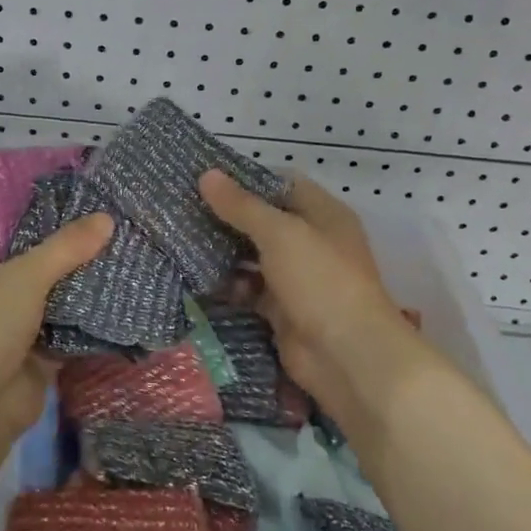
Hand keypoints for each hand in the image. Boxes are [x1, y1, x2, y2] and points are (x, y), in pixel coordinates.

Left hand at [0, 213, 113, 454]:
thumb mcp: (26, 276)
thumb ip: (66, 248)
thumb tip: (107, 218)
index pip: (12, 237)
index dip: (42, 225)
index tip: (83, 212)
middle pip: (40, 270)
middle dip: (74, 259)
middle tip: (118, 237)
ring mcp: (17, 331)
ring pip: (57, 304)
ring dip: (85, 293)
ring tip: (129, 266)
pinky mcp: (38, 361)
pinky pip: (69, 337)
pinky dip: (90, 328)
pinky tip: (123, 309)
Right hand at [198, 170, 425, 427]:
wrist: (347, 356)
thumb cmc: (320, 280)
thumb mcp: (280, 234)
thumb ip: (241, 206)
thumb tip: (206, 174)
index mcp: (323, 214)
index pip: (281, 184)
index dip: (246, 180)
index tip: (206, 178)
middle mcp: (312, 241)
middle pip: (265, 221)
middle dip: (229, 217)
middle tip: (185, 209)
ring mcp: (298, 278)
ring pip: (254, 256)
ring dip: (225, 252)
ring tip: (183, 241)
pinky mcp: (283, 310)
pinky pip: (251, 289)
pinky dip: (230, 285)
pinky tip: (200, 279)